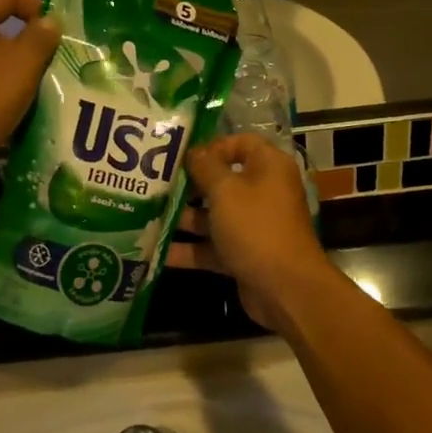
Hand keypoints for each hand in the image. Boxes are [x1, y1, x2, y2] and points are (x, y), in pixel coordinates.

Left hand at [0, 0, 60, 177]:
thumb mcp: (22, 65)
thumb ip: (40, 38)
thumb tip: (50, 21)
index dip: (35, 3)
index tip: (56, 30)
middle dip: (29, 41)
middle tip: (54, 60)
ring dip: (16, 68)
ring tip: (40, 87)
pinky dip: (0, 88)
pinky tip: (15, 109)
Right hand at [171, 134, 332, 333]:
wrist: (285, 288)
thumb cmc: (255, 227)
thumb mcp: (226, 191)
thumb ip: (205, 167)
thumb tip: (193, 151)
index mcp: (268, 167)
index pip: (241, 143)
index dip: (212, 146)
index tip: (182, 156)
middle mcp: (263, 192)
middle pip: (222, 180)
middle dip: (189, 184)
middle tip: (154, 184)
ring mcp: (253, 225)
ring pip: (214, 215)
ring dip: (183, 217)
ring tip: (146, 215)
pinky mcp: (243, 254)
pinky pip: (212, 246)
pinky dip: (189, 249)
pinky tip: (156, 250)